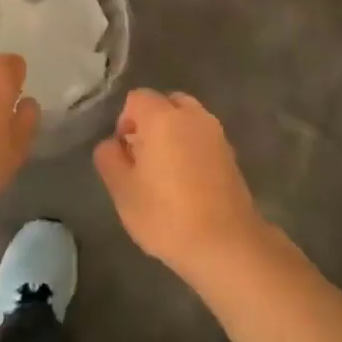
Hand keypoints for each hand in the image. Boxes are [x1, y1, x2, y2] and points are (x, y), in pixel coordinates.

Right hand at [93, 89, 273, 279]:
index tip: (124, 151)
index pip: (137, 98)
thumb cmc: (165, 215)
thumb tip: (112, 144)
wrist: (225, 243)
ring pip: (188, 119)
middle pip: (167, 102)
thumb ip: (110, 158)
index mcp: (163, 118)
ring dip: (173, 134)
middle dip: (151, 121)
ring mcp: (217, 134)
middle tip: (142, 157)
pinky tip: (186, 182)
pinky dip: (191, 147)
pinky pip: (204, 137)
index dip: (124, 120)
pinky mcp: (231, 154)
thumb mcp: (122, 190)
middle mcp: (193, 116)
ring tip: (164, 171)